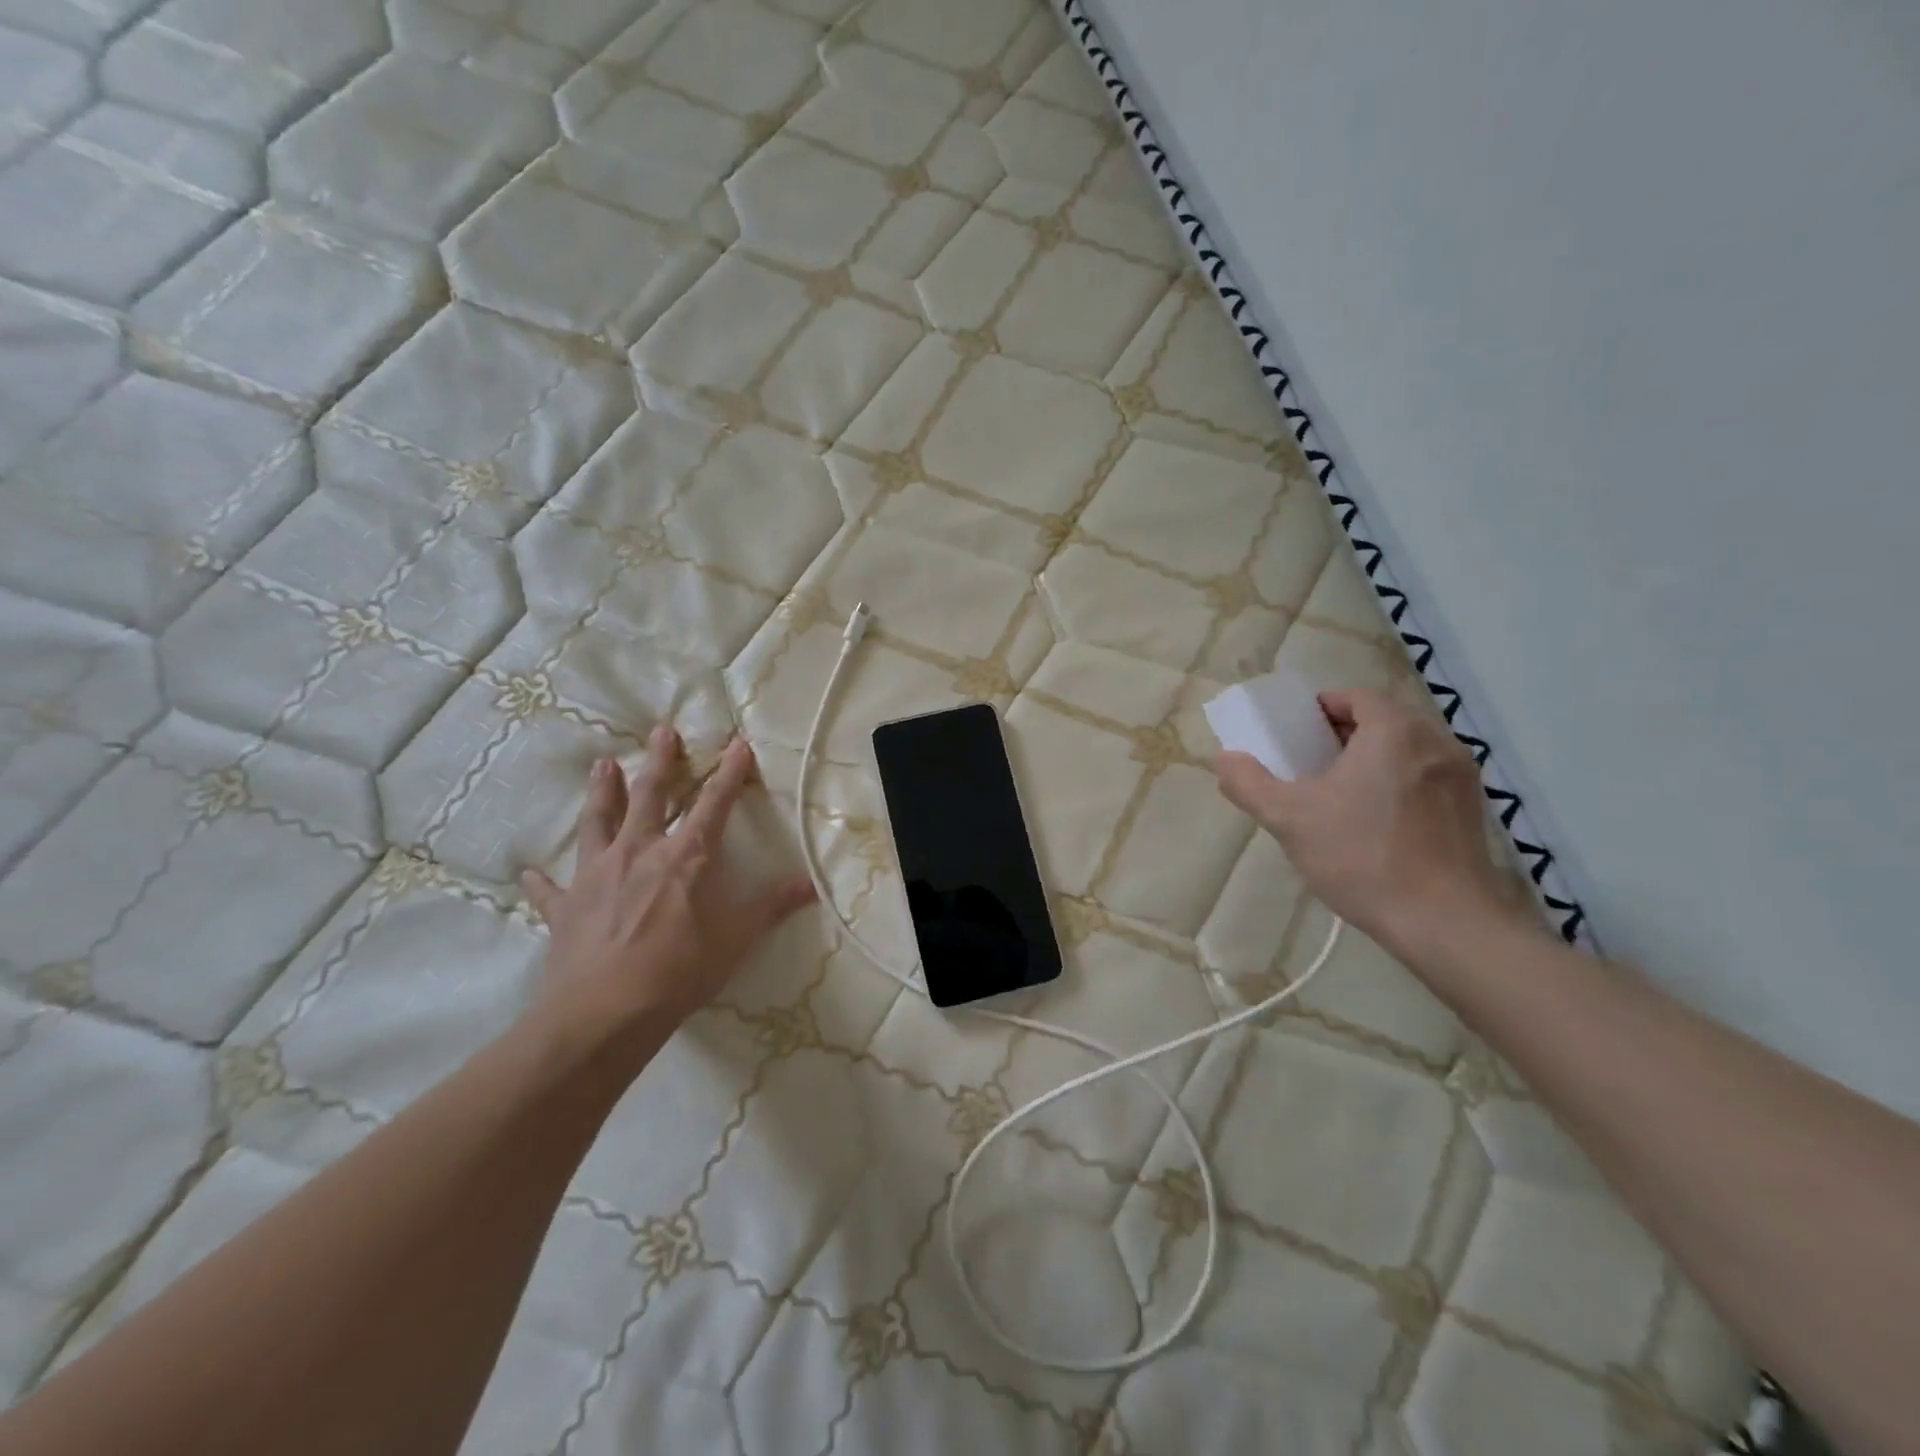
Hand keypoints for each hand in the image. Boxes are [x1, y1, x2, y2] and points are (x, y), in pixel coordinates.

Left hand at [520, 728, 816, 1047]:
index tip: (738, 743)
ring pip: (598, 821)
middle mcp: (638, 853)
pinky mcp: (564, 906)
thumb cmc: (676, 975)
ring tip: (602, 764)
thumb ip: (769, 908)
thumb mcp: (734, 943)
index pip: (714, 805)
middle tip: (662, 731)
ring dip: (601, 791)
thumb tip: (810, 885)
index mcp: (683, 859)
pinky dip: (543, 880)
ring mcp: (595, 876)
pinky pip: (551, 888)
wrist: (602, 1016)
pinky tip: (530, 872)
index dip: (729, 773)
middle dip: (660, 761)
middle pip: (649, 795)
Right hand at [1214, 689, 1521, 959]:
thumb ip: (1249, 783)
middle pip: (1385, 720)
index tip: (1297, 732)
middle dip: (1345, 734)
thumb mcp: (1289, 819)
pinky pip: (1427, 778)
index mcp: (1394, 732)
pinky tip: (1378, 822)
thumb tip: (1223, 759)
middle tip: (1312, 762)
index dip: (1323, 707)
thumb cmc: (1362, 857)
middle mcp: (1435, 742)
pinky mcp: (1473, 810)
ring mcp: (1461, 777)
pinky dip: (1400, 783)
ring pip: (1408, 750)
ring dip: (1374, 759)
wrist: (1445, 923)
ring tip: (1343, 793)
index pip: (1357, 697)